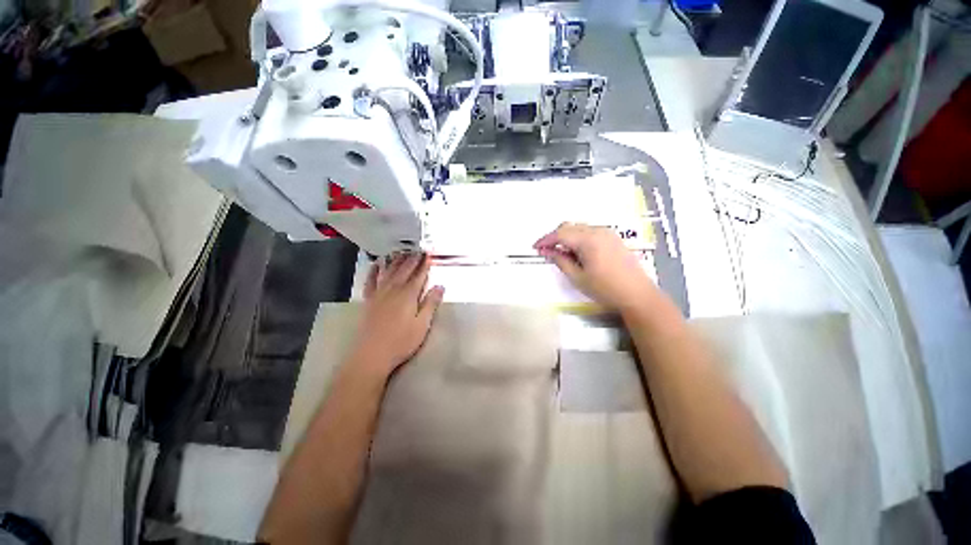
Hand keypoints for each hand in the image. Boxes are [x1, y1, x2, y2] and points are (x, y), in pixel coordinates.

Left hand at [351, 253, 444, 376]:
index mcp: (408, 295)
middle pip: (404, 270)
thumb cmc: (401, 341)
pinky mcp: (368, 300)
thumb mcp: (422, 324)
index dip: (424, 264)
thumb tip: (440, 286)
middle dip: (412, 259)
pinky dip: (374, 271)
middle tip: (417, 250)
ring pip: (388, 271)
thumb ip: (431, 303)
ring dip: (396, 261)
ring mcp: (379, 294)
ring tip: (401, 252)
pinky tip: (376, 264)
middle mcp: (393, 289)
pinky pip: (371, 281)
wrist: (372, 354)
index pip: (419, 275)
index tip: (428, 254)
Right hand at [534, 222, 658, 313]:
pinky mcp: (613, 238)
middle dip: (555, 237)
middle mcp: (598, 231)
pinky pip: (590, 232)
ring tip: (561, 253)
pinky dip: (578, 238)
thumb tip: (547, 251)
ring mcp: (608, 233)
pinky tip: (576, 252)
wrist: (637, 295)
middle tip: (546, 251)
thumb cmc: (605, 289)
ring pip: (580, 228)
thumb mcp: (578, 277)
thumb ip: (561, 261)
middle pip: (569, 227)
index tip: (535, 247)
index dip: (546, 240)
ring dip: (567, 237)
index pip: (560, 234)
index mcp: (588, 240)